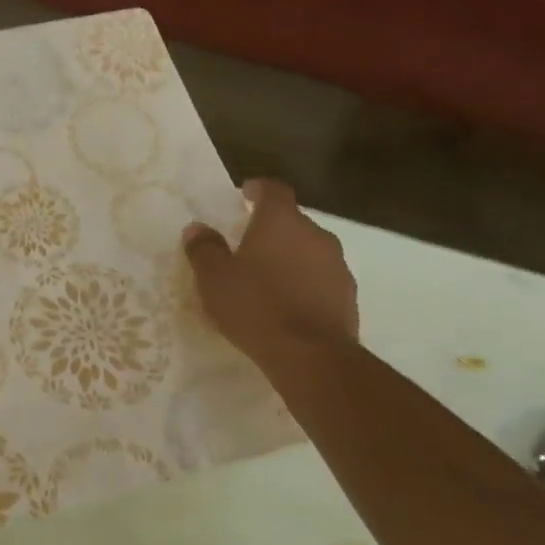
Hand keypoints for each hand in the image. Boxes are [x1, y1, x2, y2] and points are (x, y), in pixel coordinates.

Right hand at [182, 178, 359, 362]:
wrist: (310, 355)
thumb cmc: (255, 306)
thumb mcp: (214, 278)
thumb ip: (204, 249)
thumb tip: (197, 228)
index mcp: (281, 222)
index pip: (274, 190)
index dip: (258, 189)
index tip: (245, 194)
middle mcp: (315, 235)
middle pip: (292, 222)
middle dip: (271, 229)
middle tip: (247, 246)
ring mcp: (336, 265)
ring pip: (308, 251)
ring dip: (289, 258)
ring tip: (266, 280)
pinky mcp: (347, 296)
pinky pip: (320, 279)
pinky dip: (304, 284)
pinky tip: (287, 306)